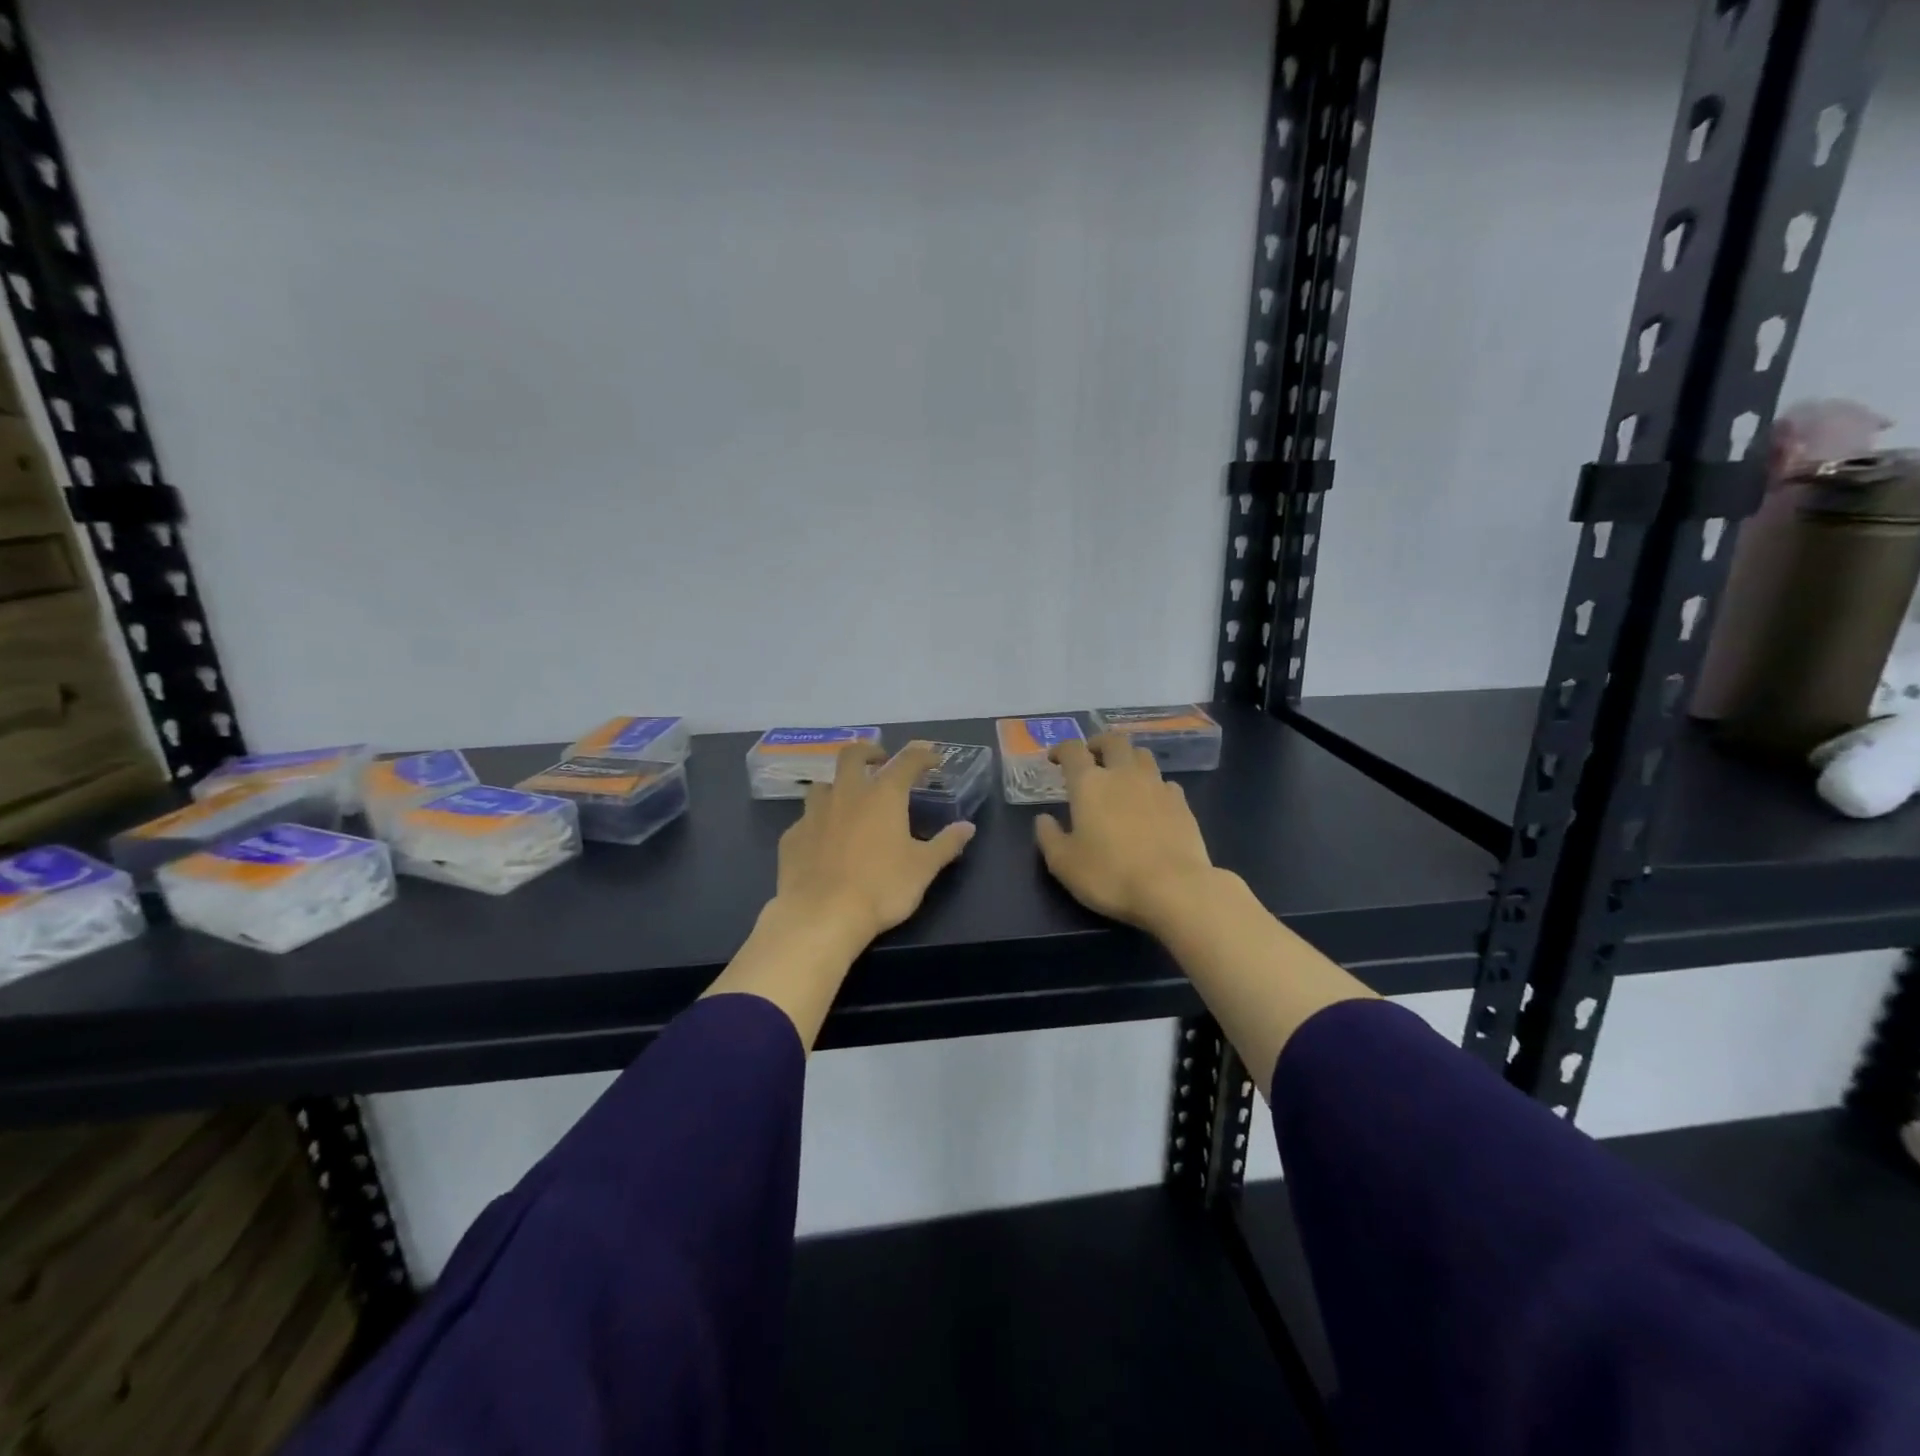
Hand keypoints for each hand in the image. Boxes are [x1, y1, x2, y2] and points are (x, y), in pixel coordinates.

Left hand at [775, 740, 975, 944]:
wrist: (821, 915)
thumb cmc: (881, 888)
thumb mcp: (923, 868)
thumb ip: (946, 844)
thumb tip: (967, 827)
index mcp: (883, 795)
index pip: (907, 761)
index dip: (922, 755)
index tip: (933, 758)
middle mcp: (846, 794)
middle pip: (852, 755)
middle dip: (868, 751)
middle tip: (880, 760)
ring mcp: (814, 813)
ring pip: (823, 784)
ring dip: (838, 785)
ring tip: (848, 800)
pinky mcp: (791, 837)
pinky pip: (805, 820)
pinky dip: (818, 822)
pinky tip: (823, 840)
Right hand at [1035, 734, 1218, 930]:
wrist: (1173, 889)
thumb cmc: (1110, 875)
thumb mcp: (1064, 864)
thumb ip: (1048, 837)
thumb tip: (1044, 819)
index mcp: (1090, 784)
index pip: (1073, 750)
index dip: (1061, 750)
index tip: (1054, 759)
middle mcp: (1123, 775)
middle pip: (1113, 741)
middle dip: (1098, 743)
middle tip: (1091, 756)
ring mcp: (1156, 786)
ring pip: (1142, 755)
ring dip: (1128, 758)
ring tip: (1122, 774)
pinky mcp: (1182, 803)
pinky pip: (1165, 782)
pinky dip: (1153, 785)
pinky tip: (1151, 802)